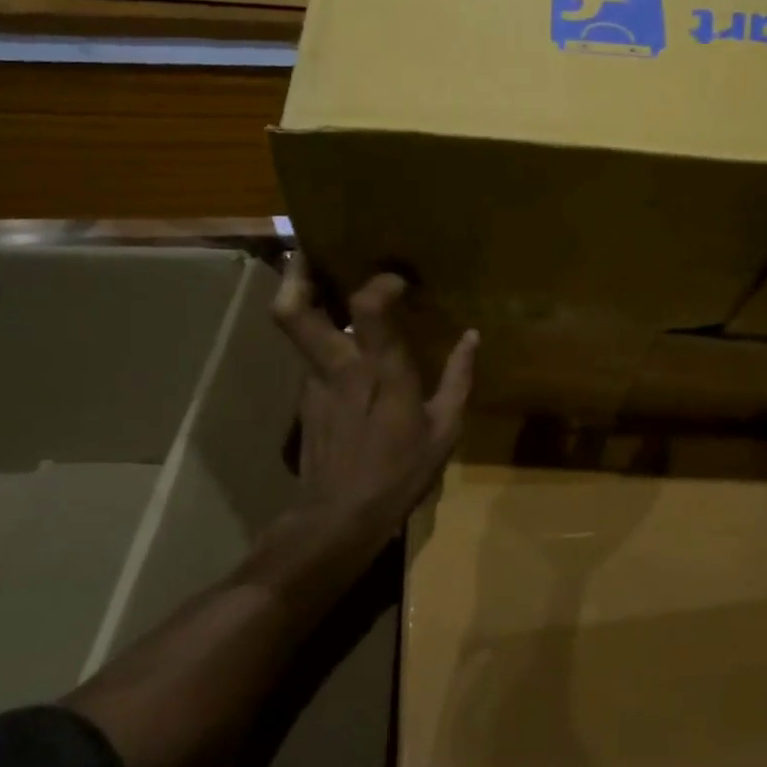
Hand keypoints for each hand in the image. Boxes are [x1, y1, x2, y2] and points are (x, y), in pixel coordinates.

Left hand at [272, 253, 477, 530]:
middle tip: (310, 246)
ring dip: (304, 297)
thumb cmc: (398, 473)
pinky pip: (308, 353)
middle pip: (293, 311)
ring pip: (294, 328)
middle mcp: (337, 366)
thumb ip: (459, 378)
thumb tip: (473, 337)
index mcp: (378, 370)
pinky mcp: (304, 398)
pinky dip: (319, 334)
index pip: (367, 307)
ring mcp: (312, 381)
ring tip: (324, 277)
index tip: (397, 278)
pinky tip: (341, 339)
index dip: (379, 282)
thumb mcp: (444, 430)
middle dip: (296, 273)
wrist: (338, 520)